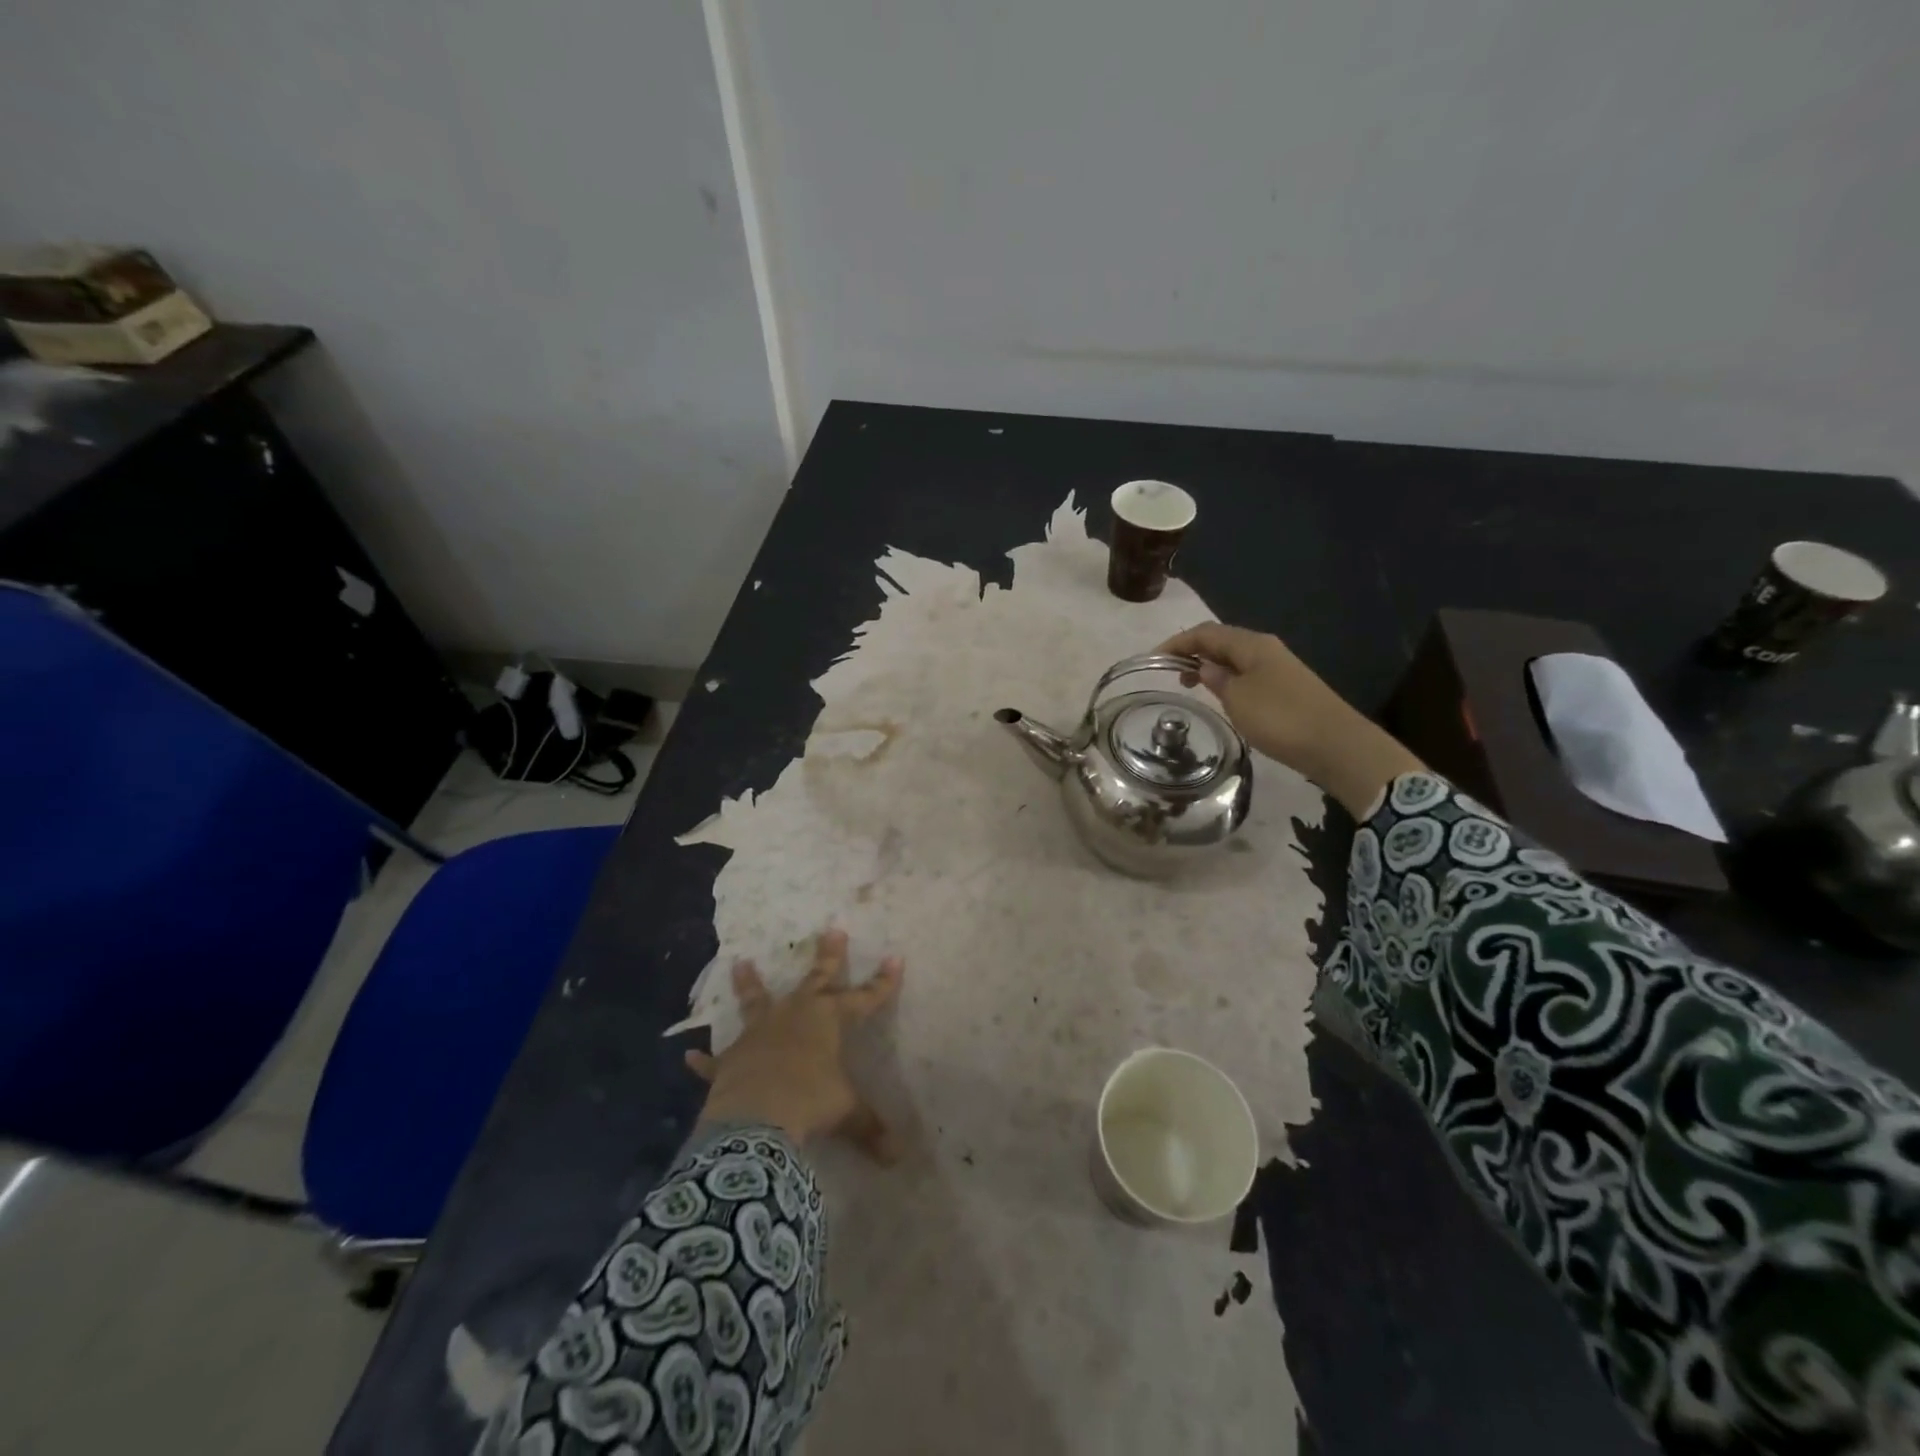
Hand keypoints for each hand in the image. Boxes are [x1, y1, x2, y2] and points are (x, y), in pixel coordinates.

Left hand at [685, 928, 904, 1161]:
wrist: (756, 1117)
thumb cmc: (809, 1102)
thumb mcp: (845, 1112)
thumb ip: (869, 1128)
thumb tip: (898, 1156)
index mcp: (828, 1020)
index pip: (864, 998)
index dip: (881, 983)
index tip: (895, 958)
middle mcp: (794, 1016)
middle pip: (815, 980)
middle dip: (827, 956)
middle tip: (832, 929)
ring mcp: (759, 1034)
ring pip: (756, 1002)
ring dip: (749, 984)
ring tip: (740, 962)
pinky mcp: (731, 1060)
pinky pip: (715, 1060)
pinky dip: (704, 1060)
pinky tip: (689, 1055)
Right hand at [1157, 622, 1423, 816]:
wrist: (1335, 744)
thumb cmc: (1281, 718)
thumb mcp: (1238, 699)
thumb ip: (1217, 679)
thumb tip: (1204, 666)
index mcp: (1252, 644)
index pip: (1206, 633)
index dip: (1177, 642)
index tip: (1153, 659)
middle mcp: (1266, 649)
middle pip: (1221, 641)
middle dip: (1193, 652)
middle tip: (1170, 673)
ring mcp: (1279, 667)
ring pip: (1235, 658)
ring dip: (1210, 666)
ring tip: (1190, 685)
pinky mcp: (1286, 687)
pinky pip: (1247, 674)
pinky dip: (1227, 679)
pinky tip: (1221, 696)